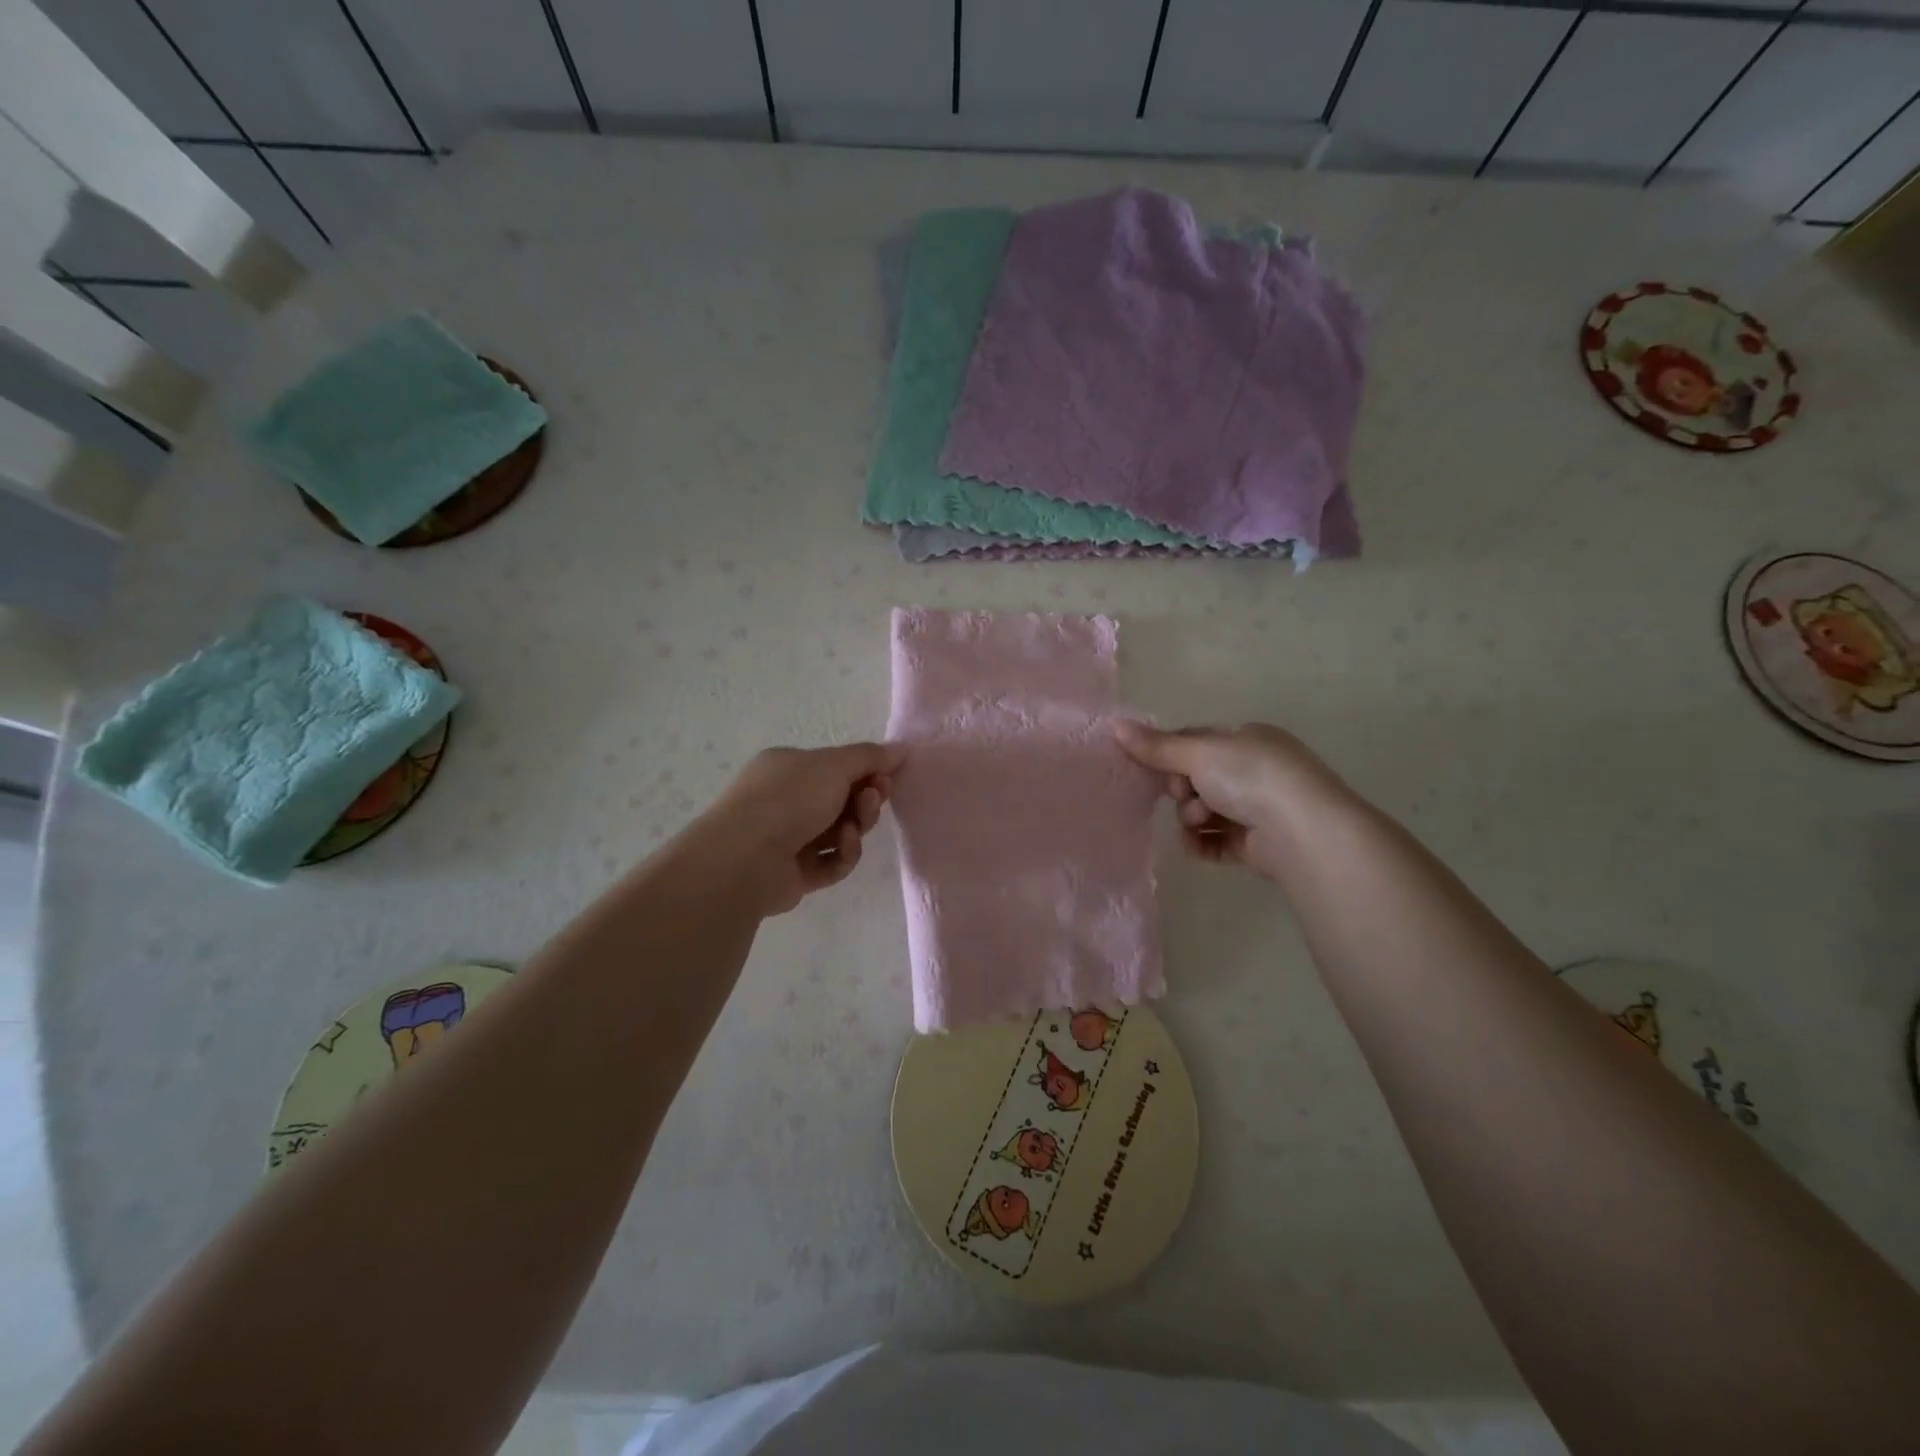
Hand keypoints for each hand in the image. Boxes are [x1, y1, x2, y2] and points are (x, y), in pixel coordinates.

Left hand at [693, 742, 904, 915]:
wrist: (746, 857)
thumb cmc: (789, 798)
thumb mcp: (834, 765)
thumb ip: (870, 756)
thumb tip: (901, 749)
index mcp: (787, 767)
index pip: (835, 766)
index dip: (866, 770)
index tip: (888, 775)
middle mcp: (785, 800)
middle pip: (841, 799)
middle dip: (865, 798)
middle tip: (877, 797)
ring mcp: (788, 839)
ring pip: (840, 831)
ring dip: (857, 825)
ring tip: (854, 826)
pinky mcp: (795, 874)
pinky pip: (831, 862)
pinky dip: (843, 853)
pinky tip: (842, 846)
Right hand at [1113, 721, 1355, 878]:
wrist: (1302, 831)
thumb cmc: (1251, 777)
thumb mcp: (1198, 753)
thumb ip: (1157, 746)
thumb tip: (1115, 726)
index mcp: (1247, 739)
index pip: (1196, 740)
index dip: (1169, 753)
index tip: (1152, 767)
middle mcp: (1255, 770)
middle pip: (1197, 778)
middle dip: (1183, 789)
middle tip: (1183, 795)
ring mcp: (1258, 807)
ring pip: (1205, 811)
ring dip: (1192, 817)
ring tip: (1200, 822)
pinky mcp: (1257, 843)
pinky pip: (1217, 841)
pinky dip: (1202, 843)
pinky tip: (1195, 846)